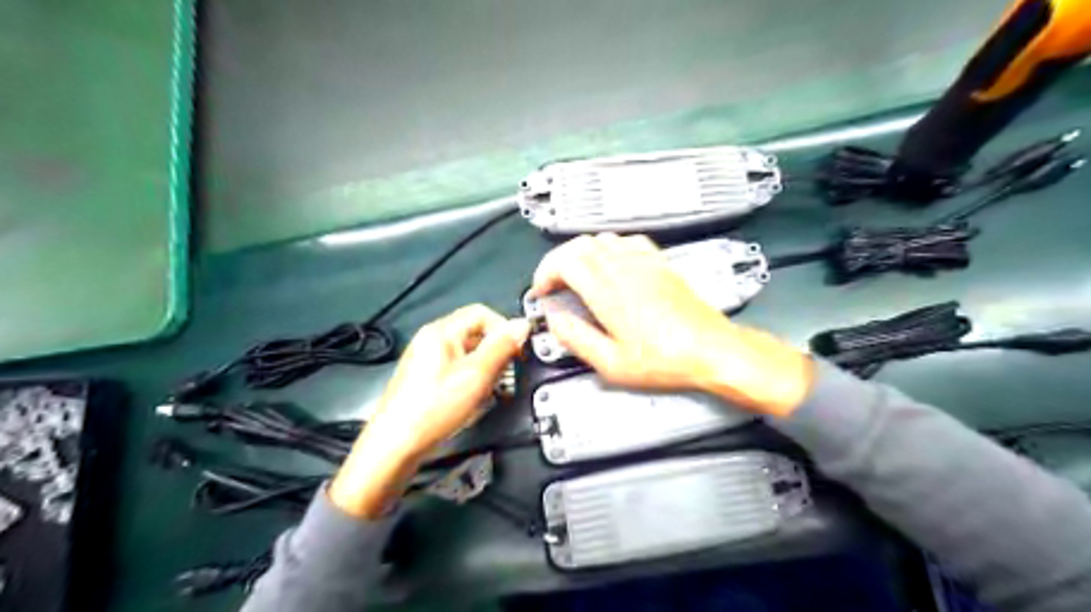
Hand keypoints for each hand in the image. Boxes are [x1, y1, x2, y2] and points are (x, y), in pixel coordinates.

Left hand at [327, 305, 528, 516]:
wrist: (395, 445)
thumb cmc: (431, 410)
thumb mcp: (476, 376)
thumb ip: (502, 347)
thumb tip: (521, 326)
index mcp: (441, 332)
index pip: (482, 313)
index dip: (504, 329)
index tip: (516, 350)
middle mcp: (431, 340)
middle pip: (475, 333)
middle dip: (496, 352)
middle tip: (505, 374)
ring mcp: (427, 360)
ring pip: (468, 353)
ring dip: (486, 369)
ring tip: (490, 391)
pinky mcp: (426, 379)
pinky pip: (457, 369)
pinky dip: (472, 380)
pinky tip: (474, 399)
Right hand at [528, 232, 808, 414]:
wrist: (712, 350)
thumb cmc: (667, 360)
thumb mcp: (613, 364)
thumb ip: (577, 339)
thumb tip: (555, 321)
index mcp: (609, 293)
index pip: (566, 262)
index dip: (546, 272)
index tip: (542, 290)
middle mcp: (625, 271)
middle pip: (580, 245)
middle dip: (558, 261)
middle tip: (554, 283)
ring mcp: (645, 264)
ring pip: (603, 239)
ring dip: (581, 253)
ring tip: (576, 275)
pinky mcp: (661, 264)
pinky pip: (628, 241)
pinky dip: (609, 247)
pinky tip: (610, 264)